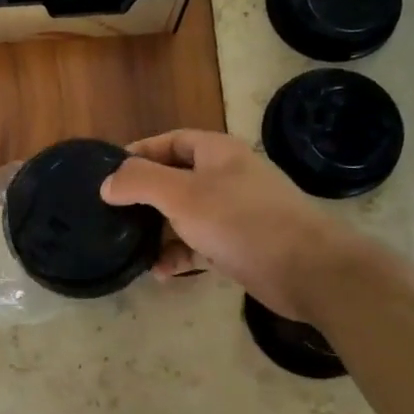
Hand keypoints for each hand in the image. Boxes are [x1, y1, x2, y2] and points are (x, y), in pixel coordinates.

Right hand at [99, 129, 359, 325]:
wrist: (306, 269)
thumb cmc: (241, 221)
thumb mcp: (182, 195)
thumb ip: (140, 182)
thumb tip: (107, 183)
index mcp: (216, 153)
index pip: (170, 141)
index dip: (138, 153)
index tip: (107, 173)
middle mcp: (226, 177)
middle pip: (175, 179)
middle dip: (144, 197)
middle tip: (112, 214)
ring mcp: (234, 213)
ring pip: (185, 216)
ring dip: (158, 231)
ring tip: (131, 247)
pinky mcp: (239, 246)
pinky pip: (199, 245)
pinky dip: (178, 255)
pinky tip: (160, 272)